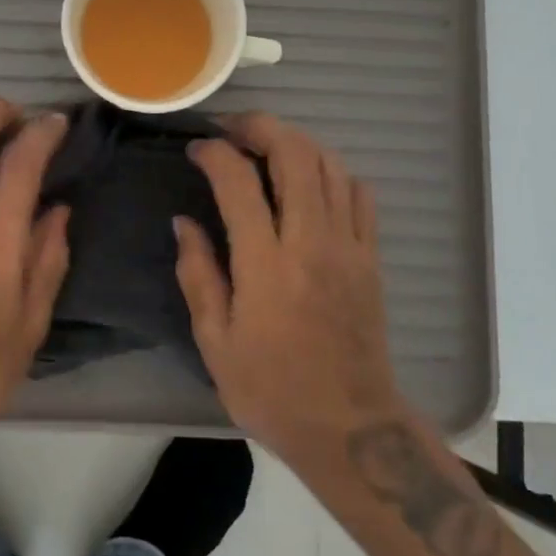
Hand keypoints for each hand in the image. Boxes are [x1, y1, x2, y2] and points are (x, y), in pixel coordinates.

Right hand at [176, 114, 400, 463]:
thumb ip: (198, 273)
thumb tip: (184, 221)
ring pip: (329, 164)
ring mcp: (349, 246)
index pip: (239, 181)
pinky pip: (358, 192)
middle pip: (295, 153)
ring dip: (295, 142)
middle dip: (260, 126)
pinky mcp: (371, 257)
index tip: (197, 149)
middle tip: (232, 129)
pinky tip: (309, 182)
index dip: (214, 152)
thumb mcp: (215, 341)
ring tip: (265, 147)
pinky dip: (331, 171)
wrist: (350, 428)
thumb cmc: (272, 389)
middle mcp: (311, 243)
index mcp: (266, 265)